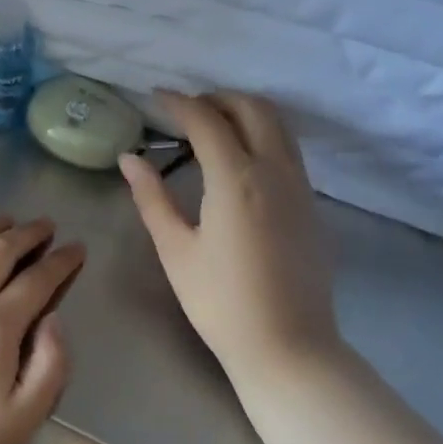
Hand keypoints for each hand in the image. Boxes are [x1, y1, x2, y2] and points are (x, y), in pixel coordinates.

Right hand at [118, 91, 341, 382]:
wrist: (287, 346)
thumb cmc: (220, 302)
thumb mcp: (175, 250)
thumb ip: (152, 198)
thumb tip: (130, 159)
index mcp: (237, 179)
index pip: (208, 120)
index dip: (179, 103)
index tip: (156, 97)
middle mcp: (275, 171)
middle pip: (253, 109)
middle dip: (217, 98)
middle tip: (185, 110)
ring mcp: (300, 187)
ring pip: (279, 126)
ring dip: (245, 113)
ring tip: (212, 127)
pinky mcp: (312, 206)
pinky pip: (289, 150)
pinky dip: (264, 136)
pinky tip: (241, 161)